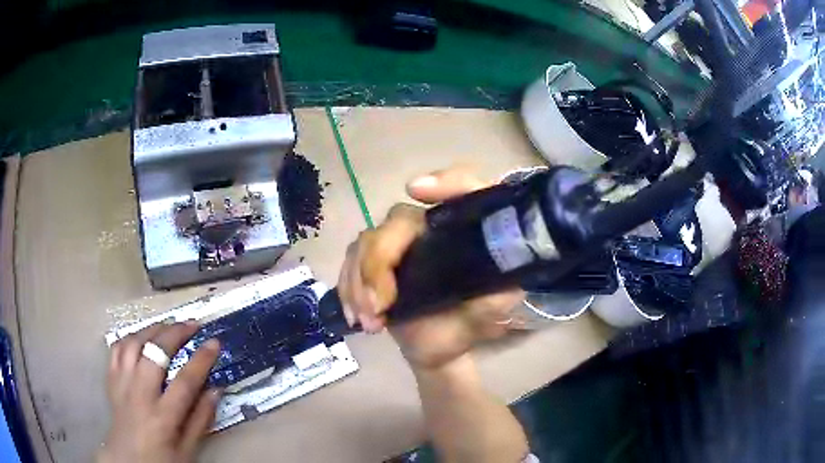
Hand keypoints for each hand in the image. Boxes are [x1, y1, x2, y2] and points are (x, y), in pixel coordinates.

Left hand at [98, 322, 221, 462]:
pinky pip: (117, 349)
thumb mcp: (187, 449)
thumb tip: (216, 390)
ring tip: (168, 324)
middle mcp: (140, 395)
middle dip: (175, 333)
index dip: (201, 360)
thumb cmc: (161, 459)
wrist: (127, 460)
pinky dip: (130, 337)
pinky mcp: (111, 379)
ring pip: (133, 344)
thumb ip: (201, 420)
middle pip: (155, 354)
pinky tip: (141, 336)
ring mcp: (122, 384)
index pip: (185, 382)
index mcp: (163, 417)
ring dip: (152, 329)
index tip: (214, 343)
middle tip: (192, 324)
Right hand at [337, 167, 524, 369]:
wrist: (439, 347)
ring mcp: (396, 244)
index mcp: (461, 230)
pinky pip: (349, 263)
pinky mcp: (372, 263)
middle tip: (378, 306)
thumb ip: (497, 298)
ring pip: (365, 243)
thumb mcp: (490, 314)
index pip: (463, 189)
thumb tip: (500, 282)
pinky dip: (348, 289)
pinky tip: (354, 317)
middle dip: (379, 264)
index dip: (446, 182)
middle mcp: (427, 228)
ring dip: (359, 283)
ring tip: (368, 322)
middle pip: (397, 221)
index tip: (416, 190)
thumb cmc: (466, 325)